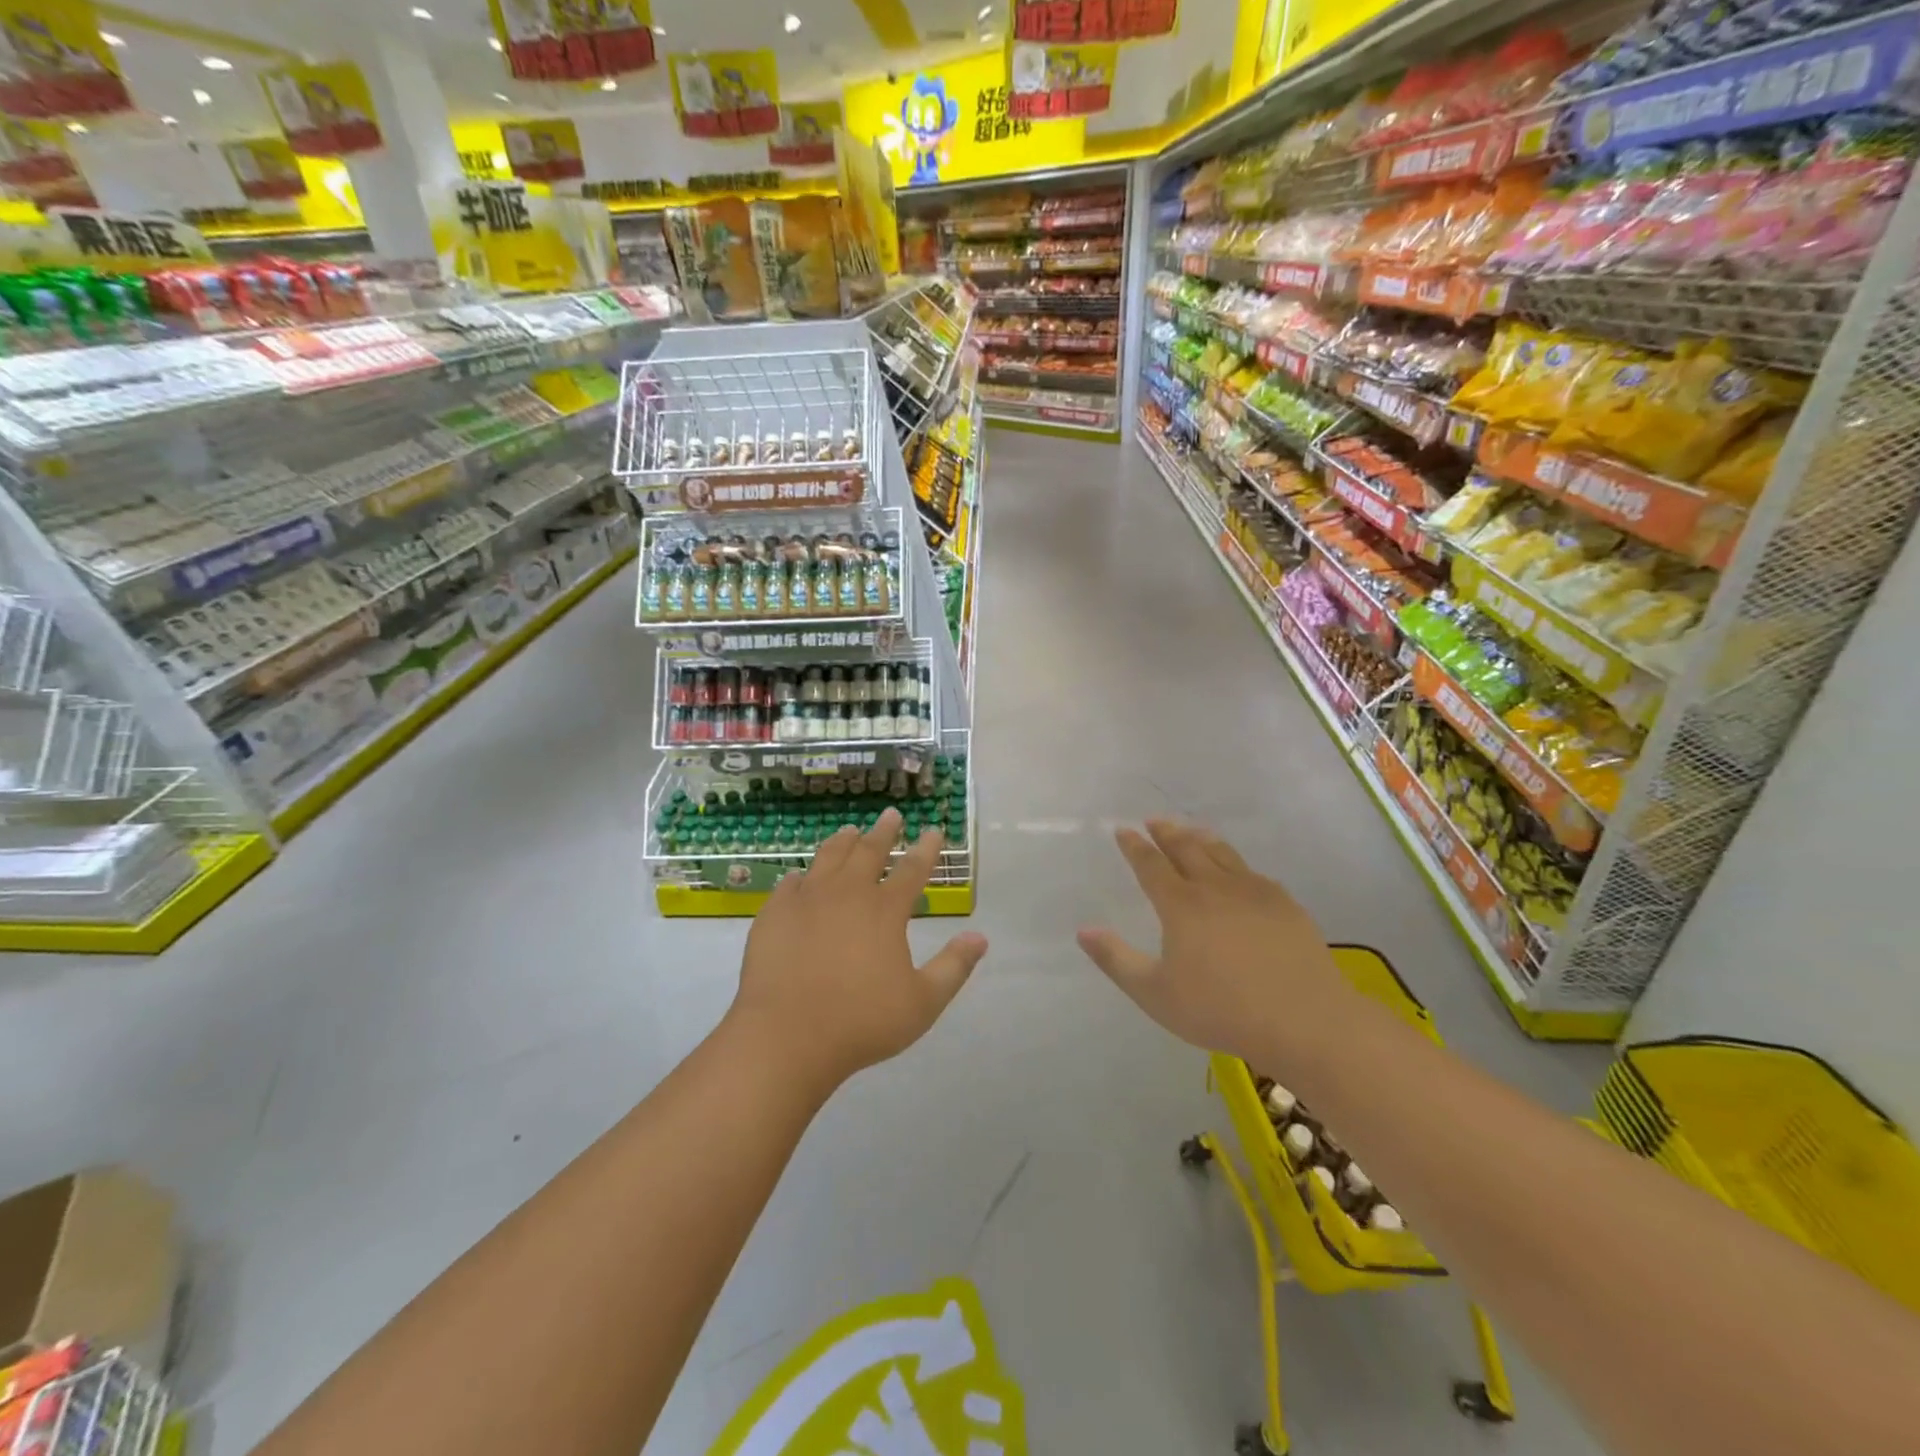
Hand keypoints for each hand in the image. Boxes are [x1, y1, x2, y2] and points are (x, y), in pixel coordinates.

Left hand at [730, 808, 987, 1094]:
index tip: (933, 830)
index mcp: (885, 911)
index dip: (926, 849)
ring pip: (828, 858)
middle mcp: (847, 894)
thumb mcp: (922, 1003)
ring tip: (850, 831)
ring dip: (843, 842)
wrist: (787, 1036)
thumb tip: (980, 938)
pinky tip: (800, 876)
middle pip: (869, 852)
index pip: (912, 870)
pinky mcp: (774, 914)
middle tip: (891, 815)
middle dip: (884, 831)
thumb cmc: (861, 1022)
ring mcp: (807, 900)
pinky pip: (789, 884)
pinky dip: (800, 876)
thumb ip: (953, 967)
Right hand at [1077, 819, 1350, 1064]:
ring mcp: (1254, 892)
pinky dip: (1235, 861)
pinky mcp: (1285, 904)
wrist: (1304, 1020)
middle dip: (1166, 832)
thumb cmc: (1221, 1010)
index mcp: (1181, 905)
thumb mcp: (1155, 994)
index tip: (1123, 831)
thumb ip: (1116, 960)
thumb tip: (1083, 930)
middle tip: (1154, 820)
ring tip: (1190, 830)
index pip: (1151, 865)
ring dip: (1200, 838)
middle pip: (1186, 848)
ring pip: (1222, 853)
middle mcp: (1215, 887)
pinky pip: (1252, 872)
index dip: (1135, 846)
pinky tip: (1238, 869)